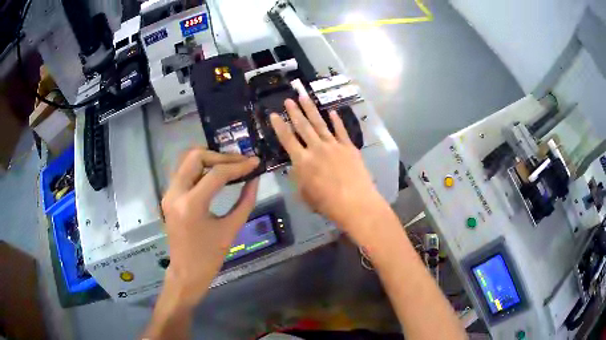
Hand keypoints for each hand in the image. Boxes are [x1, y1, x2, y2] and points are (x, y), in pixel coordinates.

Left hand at [160, 148, 259, 305]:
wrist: (186, 272)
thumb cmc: (210, 256)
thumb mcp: (231, 228)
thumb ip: (245, 201)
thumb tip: (255, 179)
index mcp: (191, 205)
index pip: (216, 174)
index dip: (238, 166)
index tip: (255, 162)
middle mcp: (175, 193)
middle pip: (196, 156)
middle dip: (220, 156)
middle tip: (240, 162)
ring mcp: (169, 193)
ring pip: (186, 160)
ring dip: (209, 159)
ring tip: (229, 165)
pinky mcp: (168, 196)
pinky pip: (184, 171)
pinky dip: (200, 168)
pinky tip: (215, 174)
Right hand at [270, 96, 386, 240]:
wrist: (355, 203)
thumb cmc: (327, 203)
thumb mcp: (304, 193)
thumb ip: (299, 177)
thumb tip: (297, 167)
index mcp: (302, 161)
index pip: (287, 139)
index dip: (279, 126)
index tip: (273, 114)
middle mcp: (316, 148)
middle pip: (303, 126)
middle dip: (294, 111)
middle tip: (288, 99)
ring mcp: (334, 145)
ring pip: (320, 124)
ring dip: (311, 109)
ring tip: (304, 97)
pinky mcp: (349, 147)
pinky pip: (341, 131)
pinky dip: (336, 121)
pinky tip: (332, 112)